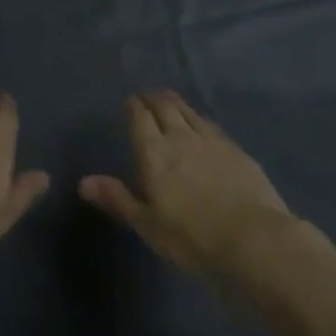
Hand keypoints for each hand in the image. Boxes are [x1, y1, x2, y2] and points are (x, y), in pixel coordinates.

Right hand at [80, 90, 294, 278]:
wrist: (252, 239)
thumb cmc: (192, 238)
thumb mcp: (148, 225)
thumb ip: (118, 199)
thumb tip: (83, 182)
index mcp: (154, 152)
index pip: (140, 118)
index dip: (135, 107)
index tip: (131, 102)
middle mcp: (180, 137)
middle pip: (165, 107)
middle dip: (154, 98)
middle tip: (149, 95)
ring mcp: (211, 140)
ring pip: (189, 111)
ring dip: (177, 103)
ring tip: (170, 101)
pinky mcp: (235, 149)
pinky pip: (211, 125)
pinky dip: (200, 119)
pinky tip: (202, 125)